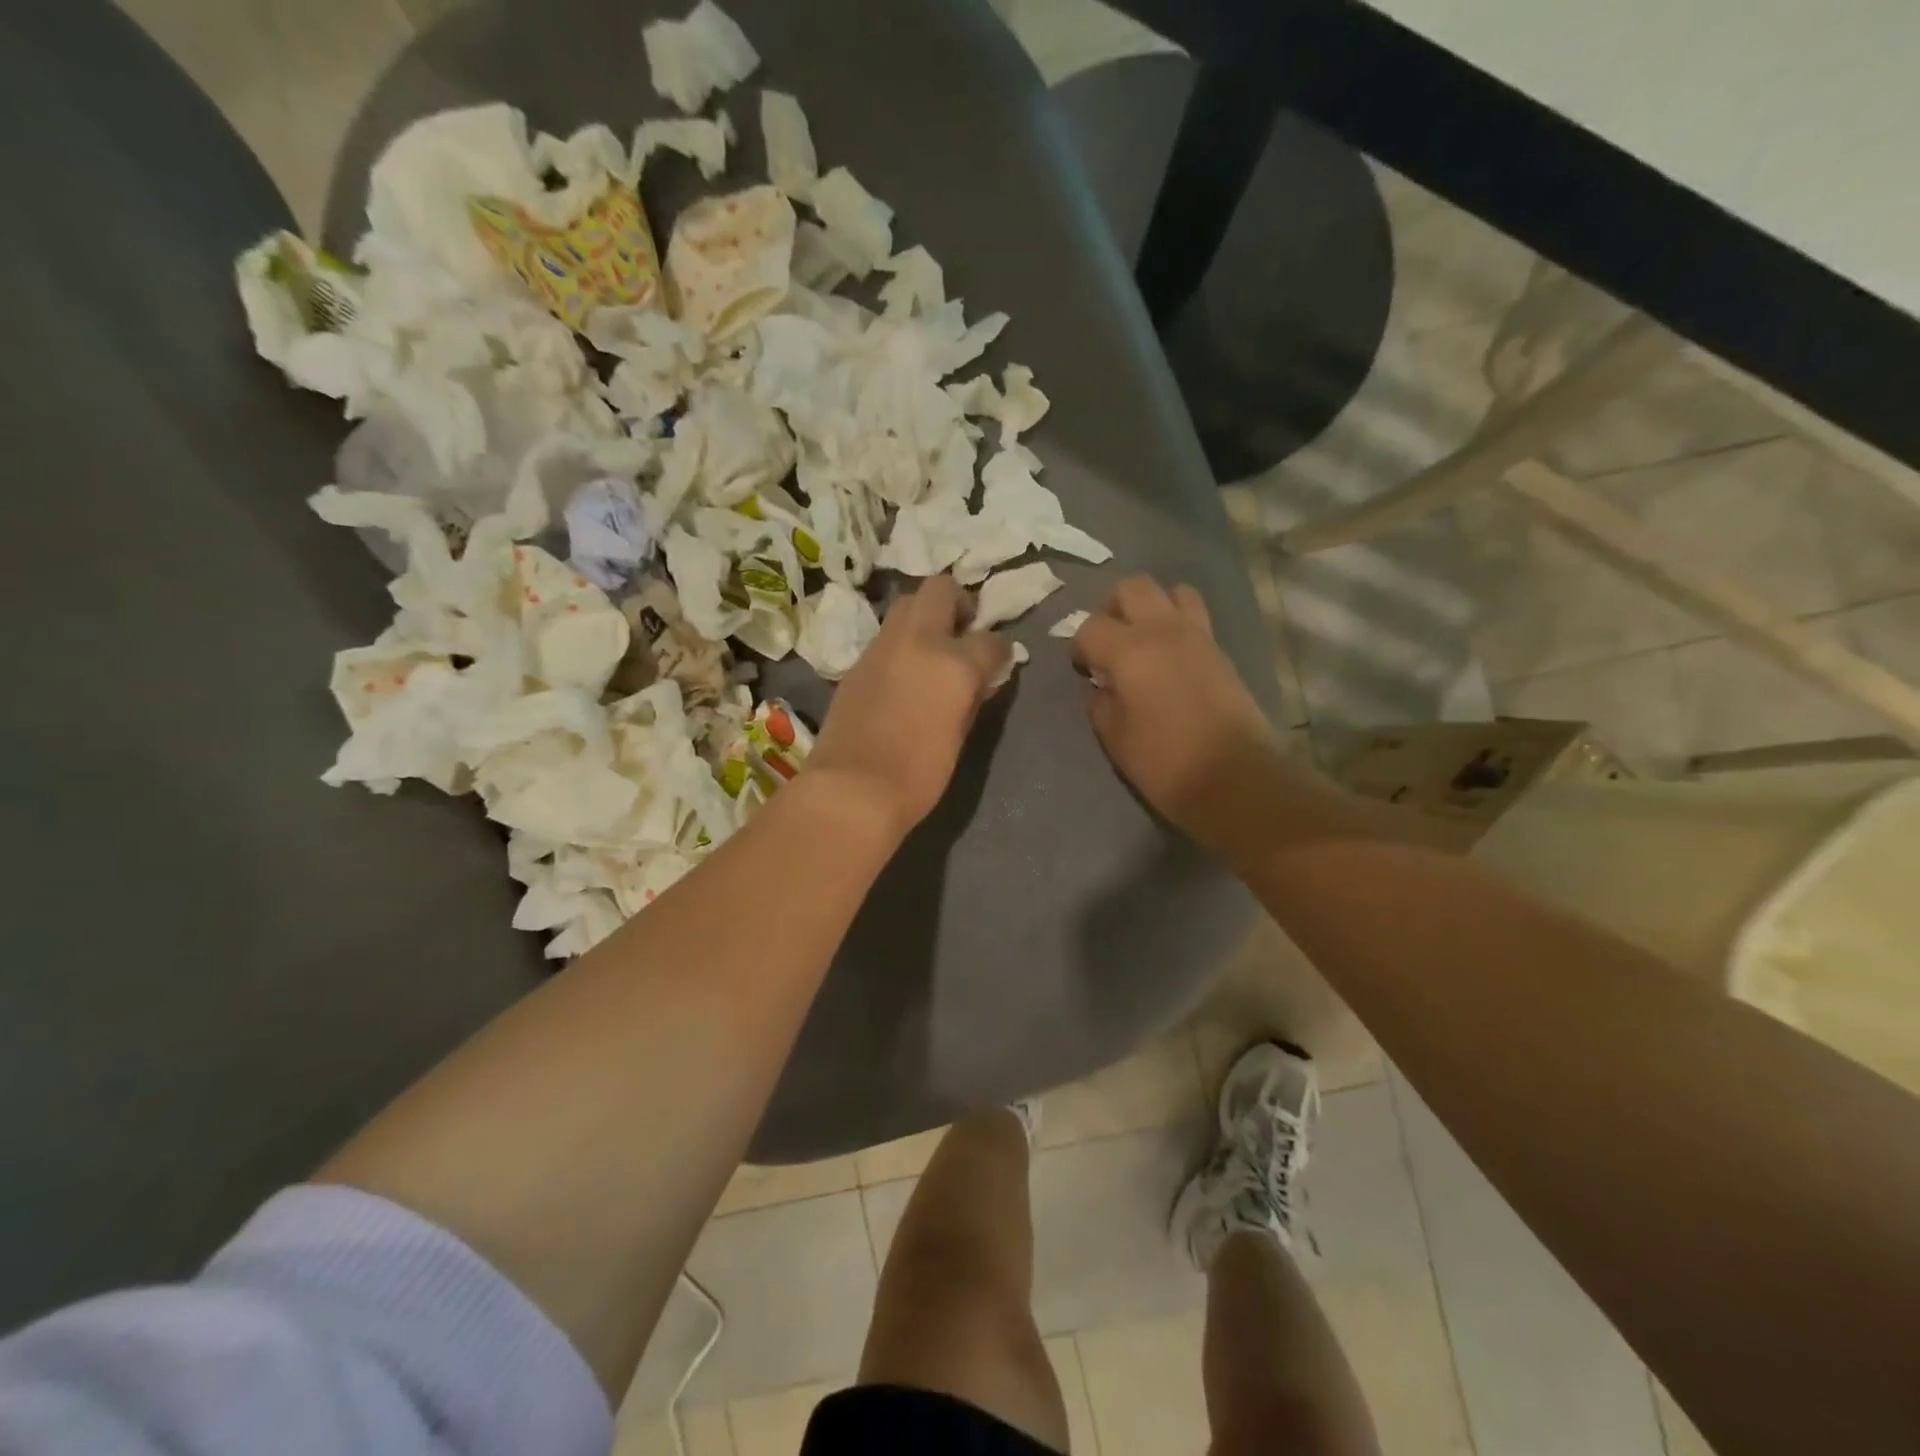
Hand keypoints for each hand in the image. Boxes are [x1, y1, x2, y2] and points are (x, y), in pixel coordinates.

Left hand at [806, 576, 1013, 839]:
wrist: (852, 789)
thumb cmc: (919, 774)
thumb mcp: (960, 734)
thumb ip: (972, 695)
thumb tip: (979, 678)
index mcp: (954, 662)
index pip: (990, 639)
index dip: (999, 650)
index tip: (997, 663)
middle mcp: (919, 640)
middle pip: (941, 590)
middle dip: (957, 604)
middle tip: (962, 634)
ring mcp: (882, 647)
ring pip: (907, 604)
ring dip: (925, 618)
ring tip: (932, 651)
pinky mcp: (857, 662)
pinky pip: (886, 636)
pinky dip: (901, 643)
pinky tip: (904, 672)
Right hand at [1072, 575, 1278, 851]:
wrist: (1234, 777)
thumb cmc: (1164, 762)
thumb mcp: (1115, 737)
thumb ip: (1101, 703)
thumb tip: (1102, 687)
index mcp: (1129, 651)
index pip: (1091, 626)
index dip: (1080, 647)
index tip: (1084, 671)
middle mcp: (1163, 630)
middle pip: (1133, 587)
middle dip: (1113, 608)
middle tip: (1110, 641)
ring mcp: (1198, 636)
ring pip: (1173, 591)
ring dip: (1153, 606)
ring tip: (1145, 639)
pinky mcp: (1221, 651)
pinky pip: (1196, 617)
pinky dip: (1178, 625)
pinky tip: (1171, 658)